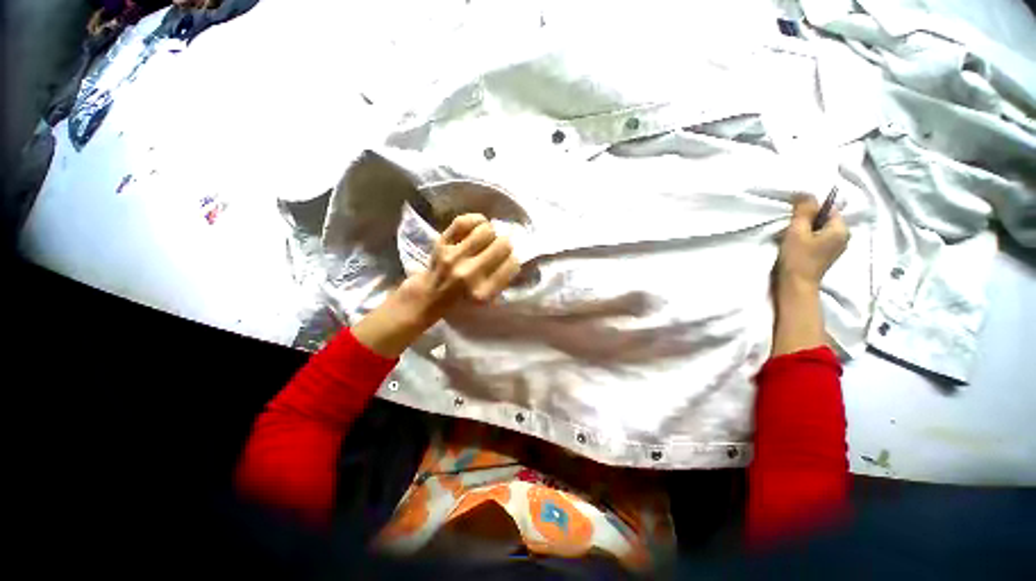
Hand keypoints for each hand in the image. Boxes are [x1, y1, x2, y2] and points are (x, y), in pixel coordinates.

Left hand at [352, 214, 519, 356]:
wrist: (429, 294)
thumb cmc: (462, 298)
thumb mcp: (485, 298)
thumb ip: (501, 279)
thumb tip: (514, 253)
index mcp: (483, 293)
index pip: (512, 264)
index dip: (513, 259)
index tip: (508, 260)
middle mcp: (469, 274)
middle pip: (503, 245)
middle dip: (505, 245)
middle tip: (498, 247)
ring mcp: (454, 256)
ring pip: (486, 230)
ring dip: (490, 233)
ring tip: (486, 238)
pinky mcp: (442, 243)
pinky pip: (464, 221)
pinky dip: (475, 220)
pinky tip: (477, 227)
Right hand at [776, 195, 848, 292]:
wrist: (795, 285)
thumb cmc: (797, 258)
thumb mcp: (797, 231)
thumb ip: (803, 211)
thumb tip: (806, 193)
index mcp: (841, 229)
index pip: (828, 209)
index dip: (810, 210)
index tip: (794, 217)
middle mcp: (844, 237)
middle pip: (824, 219)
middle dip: (807, 220)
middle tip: (790, 227)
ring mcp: (836, 247)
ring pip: (819, 229)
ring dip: (805, 230)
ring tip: (790, 237)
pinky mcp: (826, 255)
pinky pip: (817, 239)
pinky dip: (806, 239)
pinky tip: (795, 245)